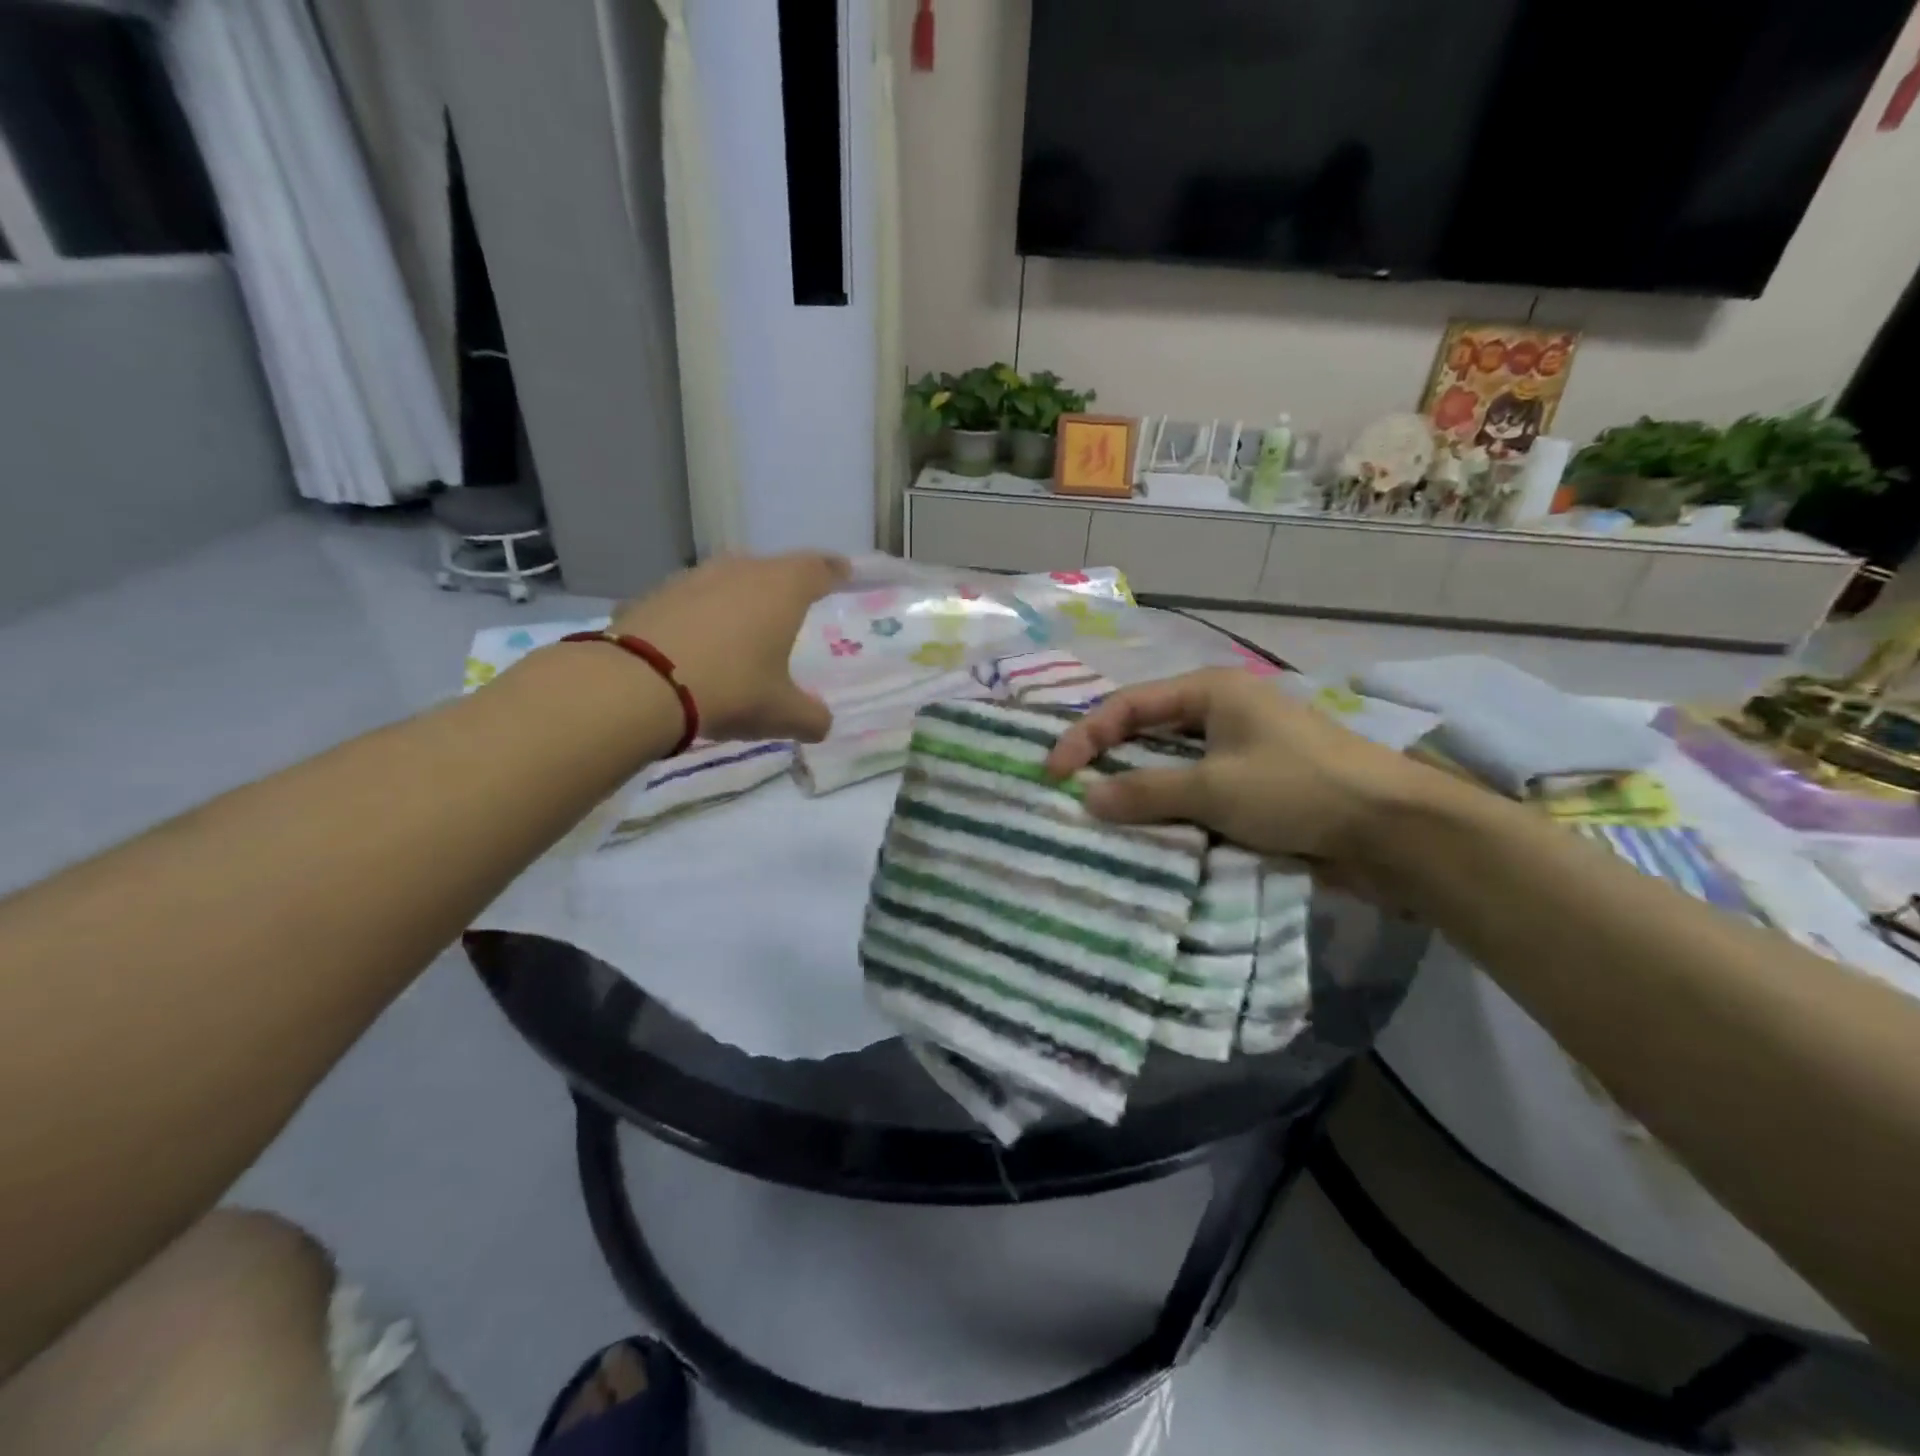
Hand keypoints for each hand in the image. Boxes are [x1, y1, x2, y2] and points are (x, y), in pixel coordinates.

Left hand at [612, 552, 849, 741]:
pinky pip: (691, 600)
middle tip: (793, 606)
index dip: (835, 570)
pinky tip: (698, 642)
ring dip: (740, 598)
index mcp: (781, 589)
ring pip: (728, 580)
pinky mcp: (654, 595)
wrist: (638, 685)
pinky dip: (702, 615)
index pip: (818, 568)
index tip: (845, 571)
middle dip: (785, 584)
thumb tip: (821, 724)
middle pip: (771, 568)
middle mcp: (739, 571)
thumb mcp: (781, 713)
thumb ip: (810, 717)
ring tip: (744, 625)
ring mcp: (693, 578)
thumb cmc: (731, 689)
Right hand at [1044, 669, 1454, 875]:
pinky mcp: (1255, 786)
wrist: (1393, 830)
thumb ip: (1145, 790)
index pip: (1128, 705)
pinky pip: (1197, 793)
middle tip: (1069, 793)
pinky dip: (1171, 810)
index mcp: (1210, 690)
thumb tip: (1086, 798)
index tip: (1053, 773)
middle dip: (1108, 761)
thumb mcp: (1213, 788)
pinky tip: (1149, 834)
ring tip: (1101, 818)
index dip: (1085, 735)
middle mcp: (1221, 712)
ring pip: (1171, 767)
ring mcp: (1240, 750)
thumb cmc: (1297, 789)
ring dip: (1139, 791)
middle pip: (1147, 732)